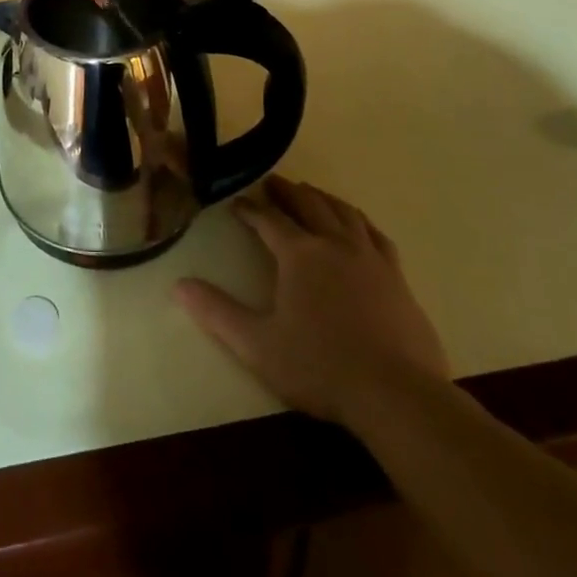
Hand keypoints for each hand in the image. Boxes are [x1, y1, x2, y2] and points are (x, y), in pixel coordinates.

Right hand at [175, 177, 449, 423]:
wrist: (396, 394)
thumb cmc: (320, 367)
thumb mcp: (257, 345)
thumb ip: (217, 313)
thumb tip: (179, 284)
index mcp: (299, 254)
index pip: (268, 220)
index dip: (250, 209)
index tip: (236, 202)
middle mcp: (334, 244)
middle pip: (308, 205)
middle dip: (287, 192)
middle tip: (273, 182)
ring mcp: (370, 258)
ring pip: (344, 212)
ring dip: (323, 198)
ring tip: (312, 194)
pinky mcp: (397, 277)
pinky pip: (376, 235)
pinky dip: (360, 221)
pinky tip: (358, 226)